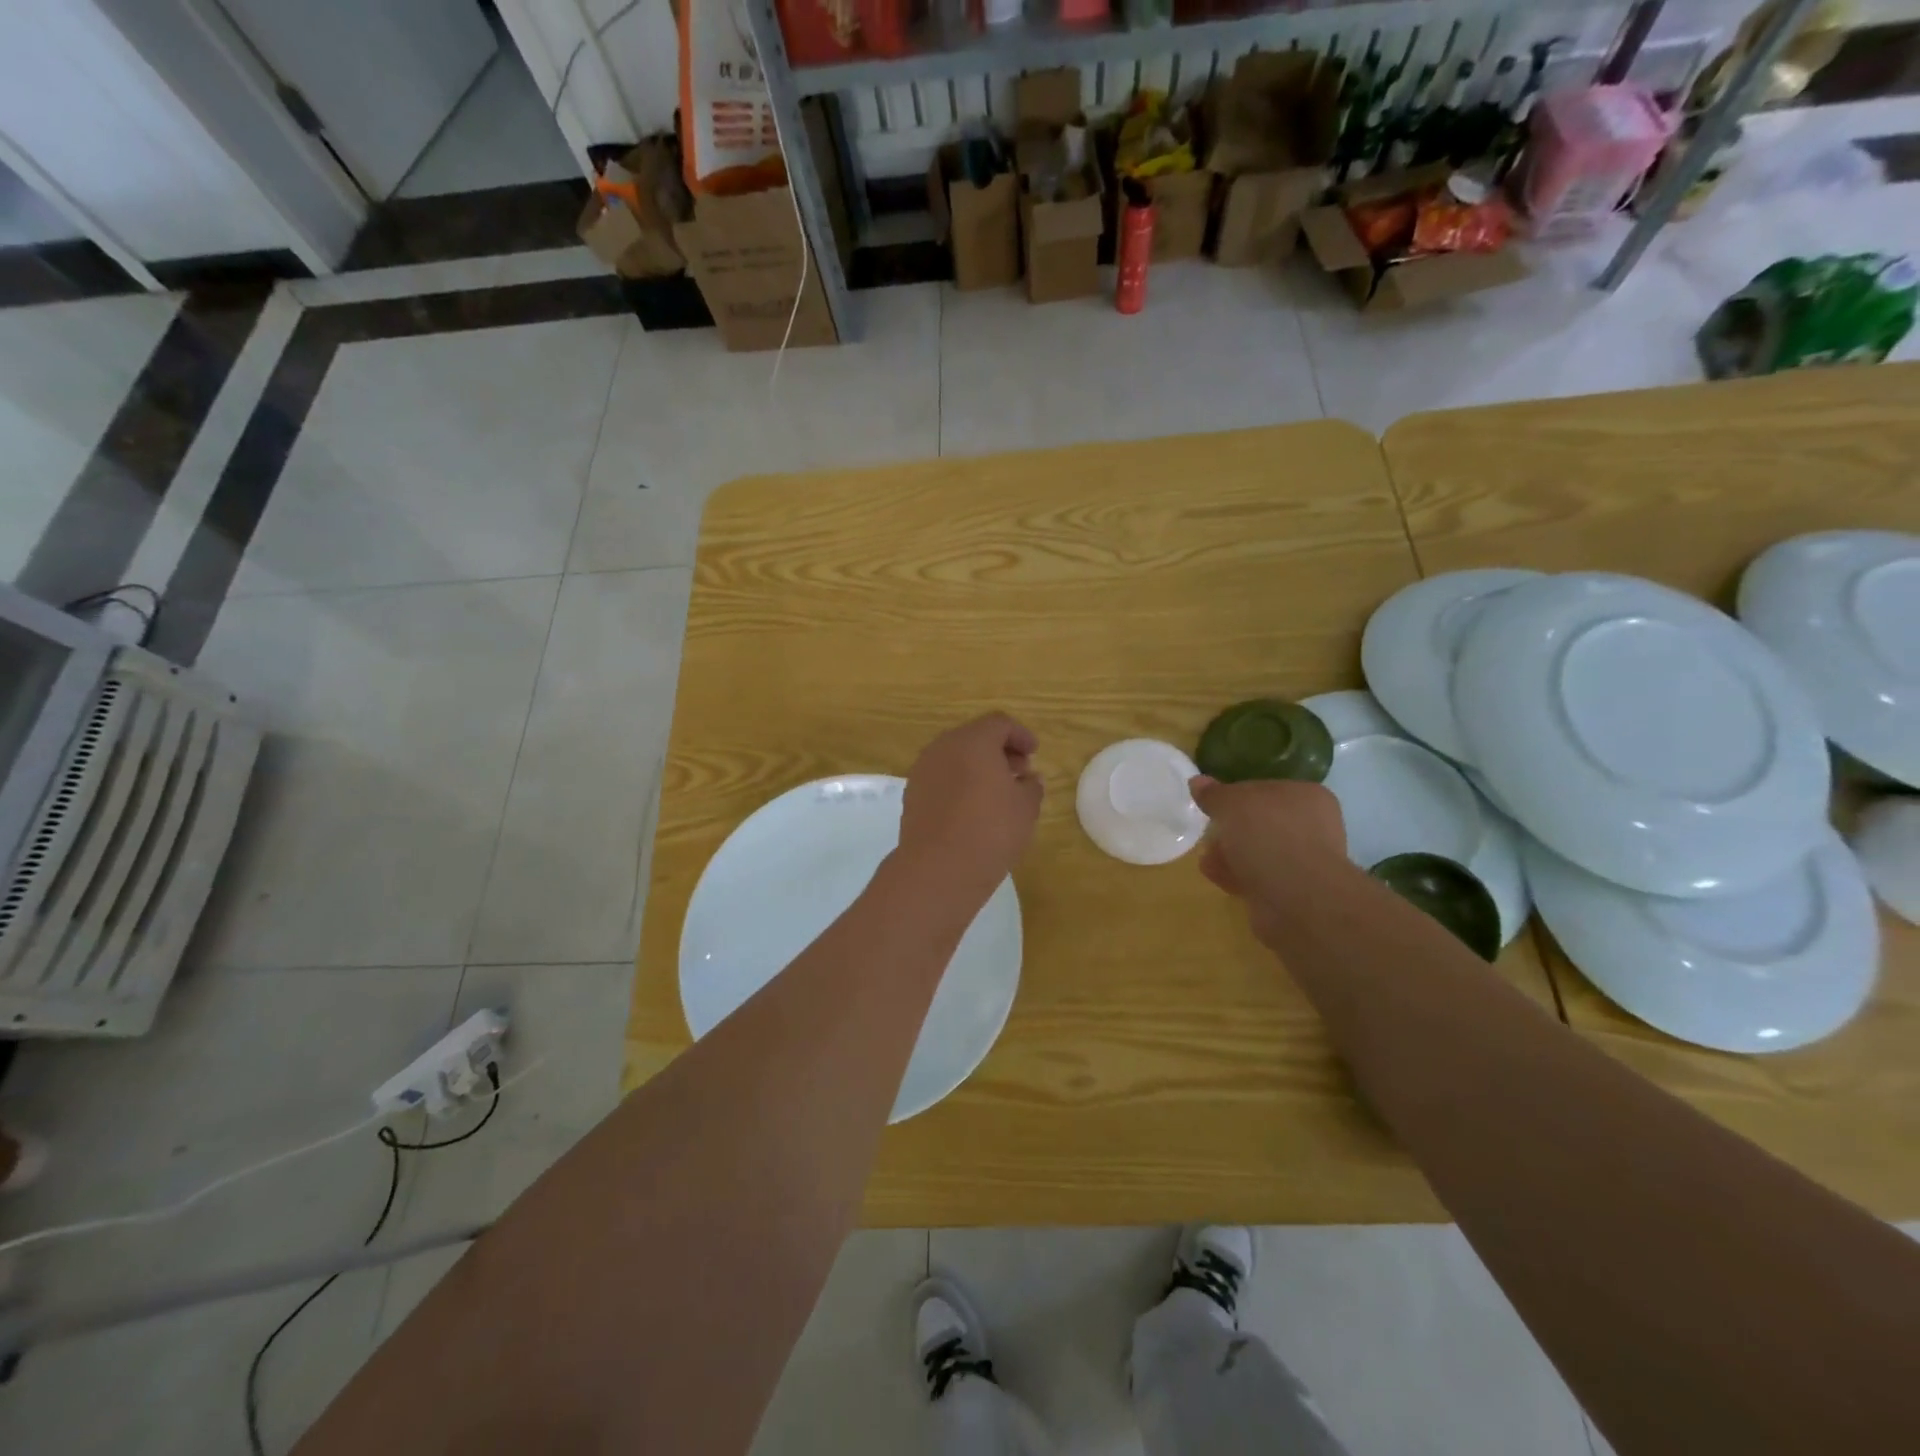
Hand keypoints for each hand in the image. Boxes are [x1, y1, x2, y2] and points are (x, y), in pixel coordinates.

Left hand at [896, 714, 1043, 904]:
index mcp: (973, 741)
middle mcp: (943, 747)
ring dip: (978, 767)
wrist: (937, 868)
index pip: (1000, 724)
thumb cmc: (990, 831)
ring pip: (955, 757)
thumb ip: (1031, 786)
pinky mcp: (912, 794)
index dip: (1021, 735)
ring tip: (998, 793)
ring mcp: (923, 770)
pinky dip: (959, 782)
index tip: (1034, 754)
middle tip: (1019, 772)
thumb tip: (1029, 779)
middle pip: (975, 737)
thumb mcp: (1026, 808)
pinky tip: (972, 807)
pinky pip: (941, 777)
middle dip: (999, 750)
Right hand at [1189, 775, 1345, 945]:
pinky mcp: (1293, 891)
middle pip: (1262, 821)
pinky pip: (1259, 876)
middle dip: (1232, 828)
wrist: (1296, 899)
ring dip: (1232, 853)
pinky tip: (1216, 875)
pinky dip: (1237, 875)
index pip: (1266, 788)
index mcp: (1306, 796)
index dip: (1236, 795)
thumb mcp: (1231, 804)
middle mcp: (1312, 826)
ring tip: (1206, 856)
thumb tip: (1197, 781)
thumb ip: (1214, 794)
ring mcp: (1305, 861)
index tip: (1214, 805)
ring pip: (1260, 851)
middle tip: (1209, 831)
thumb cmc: (1268, 836)